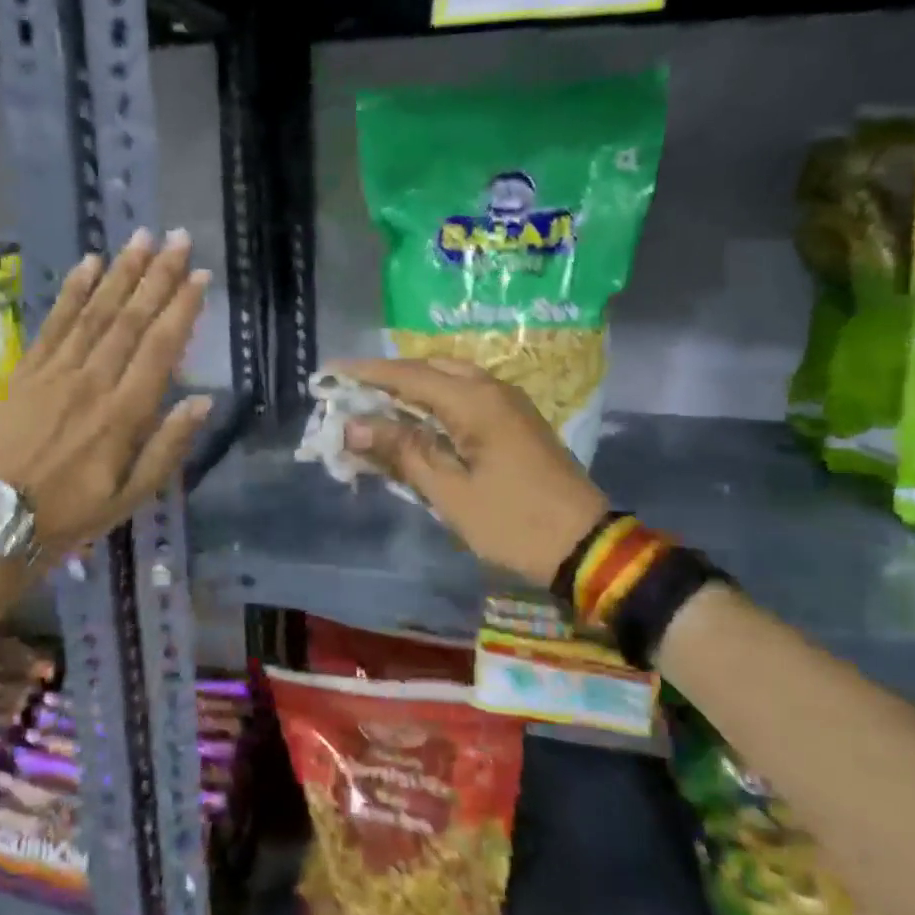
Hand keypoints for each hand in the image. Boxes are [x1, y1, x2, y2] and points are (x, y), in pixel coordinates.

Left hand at [0, 229, 210, 562]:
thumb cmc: (72, 514)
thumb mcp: (132, 496)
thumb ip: (168, 447)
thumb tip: (202, 401)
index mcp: (124, 414)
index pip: (161, 348)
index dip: (182, 309)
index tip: (200, 276)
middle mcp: (93, 381)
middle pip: (131, 319)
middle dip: (157, 275)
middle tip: (178, 238)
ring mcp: (56, 373)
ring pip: (95, 312)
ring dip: (121, 272)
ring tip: (141, 237)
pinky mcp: (27, 372)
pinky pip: (53, 323)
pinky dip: (72, 292)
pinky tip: (89, 264)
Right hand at [333, 357, 608, 587]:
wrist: (585, 545)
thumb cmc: (512, 521)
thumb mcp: (449, 491)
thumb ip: (401, 451)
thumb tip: (353, 425)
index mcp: (474, 401)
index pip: (408, 375)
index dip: (366, 373)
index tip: (329, 372)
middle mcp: (492, 389)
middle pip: (429, 369)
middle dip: (388, 377)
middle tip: (351, 392)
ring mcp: (508, 403)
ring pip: (449, 380)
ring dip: (412, 388)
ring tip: (377, 405)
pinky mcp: (516, 421)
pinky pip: (466, 396)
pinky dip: (435, 402)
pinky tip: (417, 422)